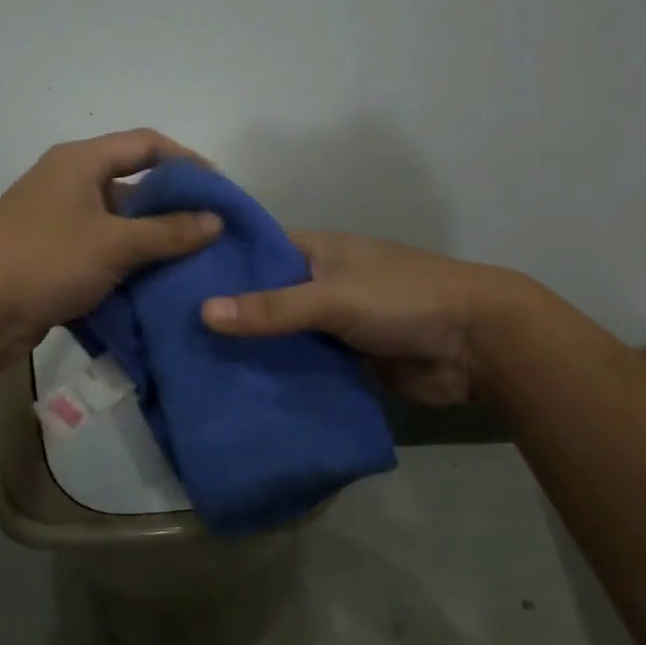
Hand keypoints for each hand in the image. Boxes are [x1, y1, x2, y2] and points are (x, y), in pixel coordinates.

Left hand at [0, 130, 221, 366]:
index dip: (186, 161)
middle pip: (132, 183)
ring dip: (151, 241)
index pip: (146, 144)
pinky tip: (156, 286)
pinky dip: (127, 265)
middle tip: (211, 231)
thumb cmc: (46, 259)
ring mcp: (57, 221)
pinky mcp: (51, 256)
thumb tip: (216, 221)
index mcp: (81, 161)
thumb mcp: (115, 243)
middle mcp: (69, 183)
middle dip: (172, 207)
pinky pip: (100, 252)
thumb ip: (168, 232)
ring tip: (193, 263)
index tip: (219, 190)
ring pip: (117, 223)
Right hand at [201, 232, 524, 404]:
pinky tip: (239, 393)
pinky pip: (303, 366)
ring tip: (191, 369)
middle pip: (264, 298)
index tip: (169, 282)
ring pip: (282, 336)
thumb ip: (272, 307)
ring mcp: (333, 324)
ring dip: (251, 352)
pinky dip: (279, 377)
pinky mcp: (346, 361)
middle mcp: (320, 283)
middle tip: (169, 336)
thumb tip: (203, 313)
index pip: (254, 251)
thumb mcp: (333, 297)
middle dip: (227, 316)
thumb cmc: (402, 298)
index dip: (216, 264)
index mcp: (316, 251)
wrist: (476, 344)